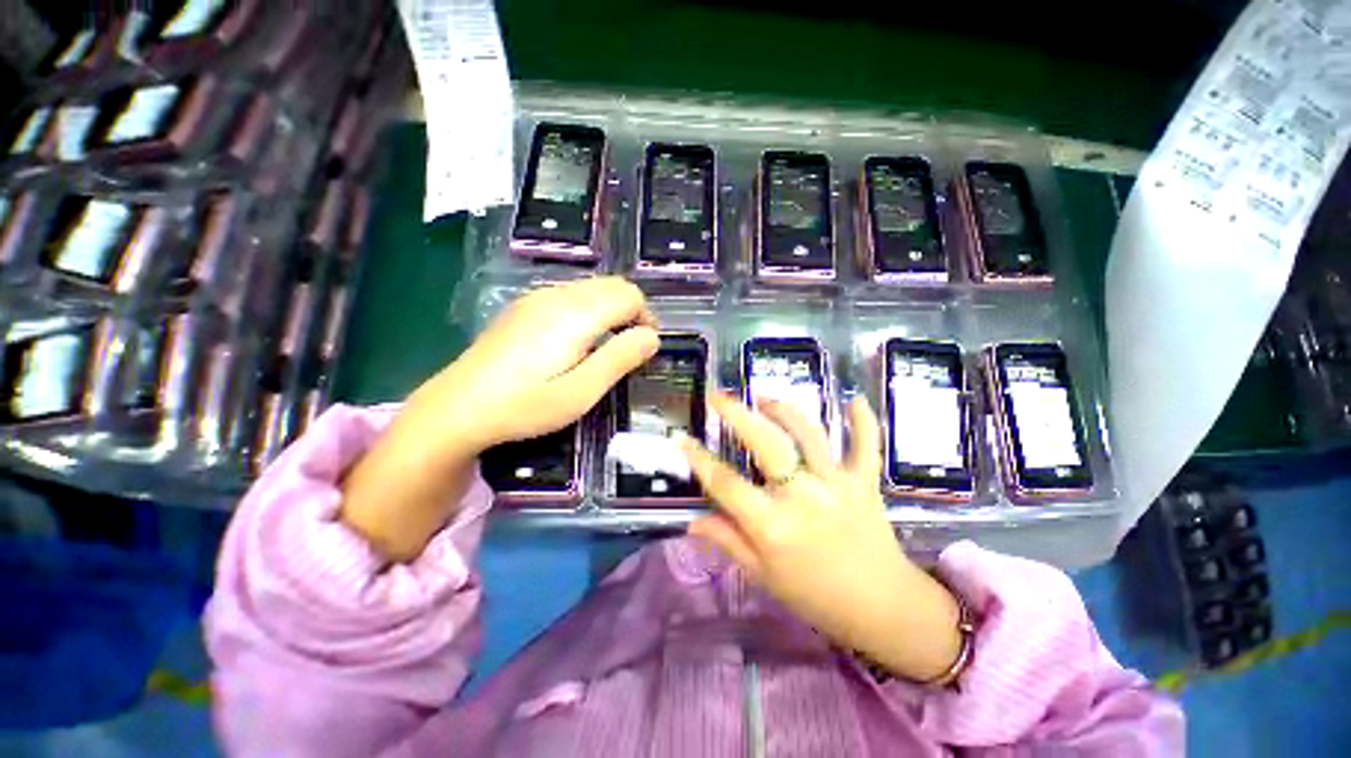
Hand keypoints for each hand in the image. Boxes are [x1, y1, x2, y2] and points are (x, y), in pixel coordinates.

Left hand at [341, 277, 658, 561]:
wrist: (457, 408)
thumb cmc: (525, 406)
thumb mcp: (581, 392)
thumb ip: (620, 359)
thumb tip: (653, 336)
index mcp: (575, 314)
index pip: (629, 295)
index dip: (646, 318)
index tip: (645, 349)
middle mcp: (557, 295)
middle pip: (612, 285)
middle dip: (632, 311)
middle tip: (629, 350)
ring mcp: (536, 298)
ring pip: (591, 288)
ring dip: (610, 310)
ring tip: (605, 348)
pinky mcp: (523, 307)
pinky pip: (570, 295)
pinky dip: (588, 310)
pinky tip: (575, 341)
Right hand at [680, 393, 963, 682]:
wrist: (882, 608)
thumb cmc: (814, 594)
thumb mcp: (762, 574)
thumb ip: (727, 541)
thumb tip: (691, 521)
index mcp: (772, 525)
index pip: (725, 482)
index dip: (697, 457)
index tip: (680, 437)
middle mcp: (802, 496)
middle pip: (765, 443)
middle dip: (737, 413)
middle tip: (718, 395)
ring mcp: (836, 483)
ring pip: (808, 433)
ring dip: (784, 410)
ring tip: (764, 398)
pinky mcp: (864, 481)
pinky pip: (866, 444)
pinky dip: (862, 421)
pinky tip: (853, 400)